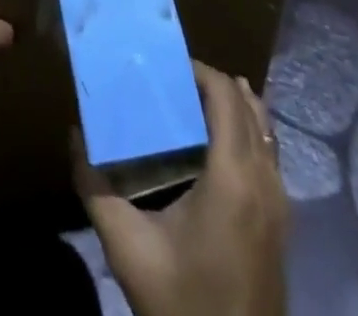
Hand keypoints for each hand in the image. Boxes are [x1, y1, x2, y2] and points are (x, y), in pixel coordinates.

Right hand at [74, 62, 288, 315]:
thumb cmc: (181, 301)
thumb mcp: (128, 248)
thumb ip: (95, 188)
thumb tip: (74, 135)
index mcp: (233, 176)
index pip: (226, 95)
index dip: (200, 70)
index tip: (167, 66)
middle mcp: (265, 180)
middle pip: (248, 105)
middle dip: (213, 84)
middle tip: (174, 81)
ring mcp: (281, 203)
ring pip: (264, 129)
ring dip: (234, 106)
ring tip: (194, 102)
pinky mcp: (283, 222)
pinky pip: (270, 155)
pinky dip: (248, 132)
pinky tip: (218, 145)